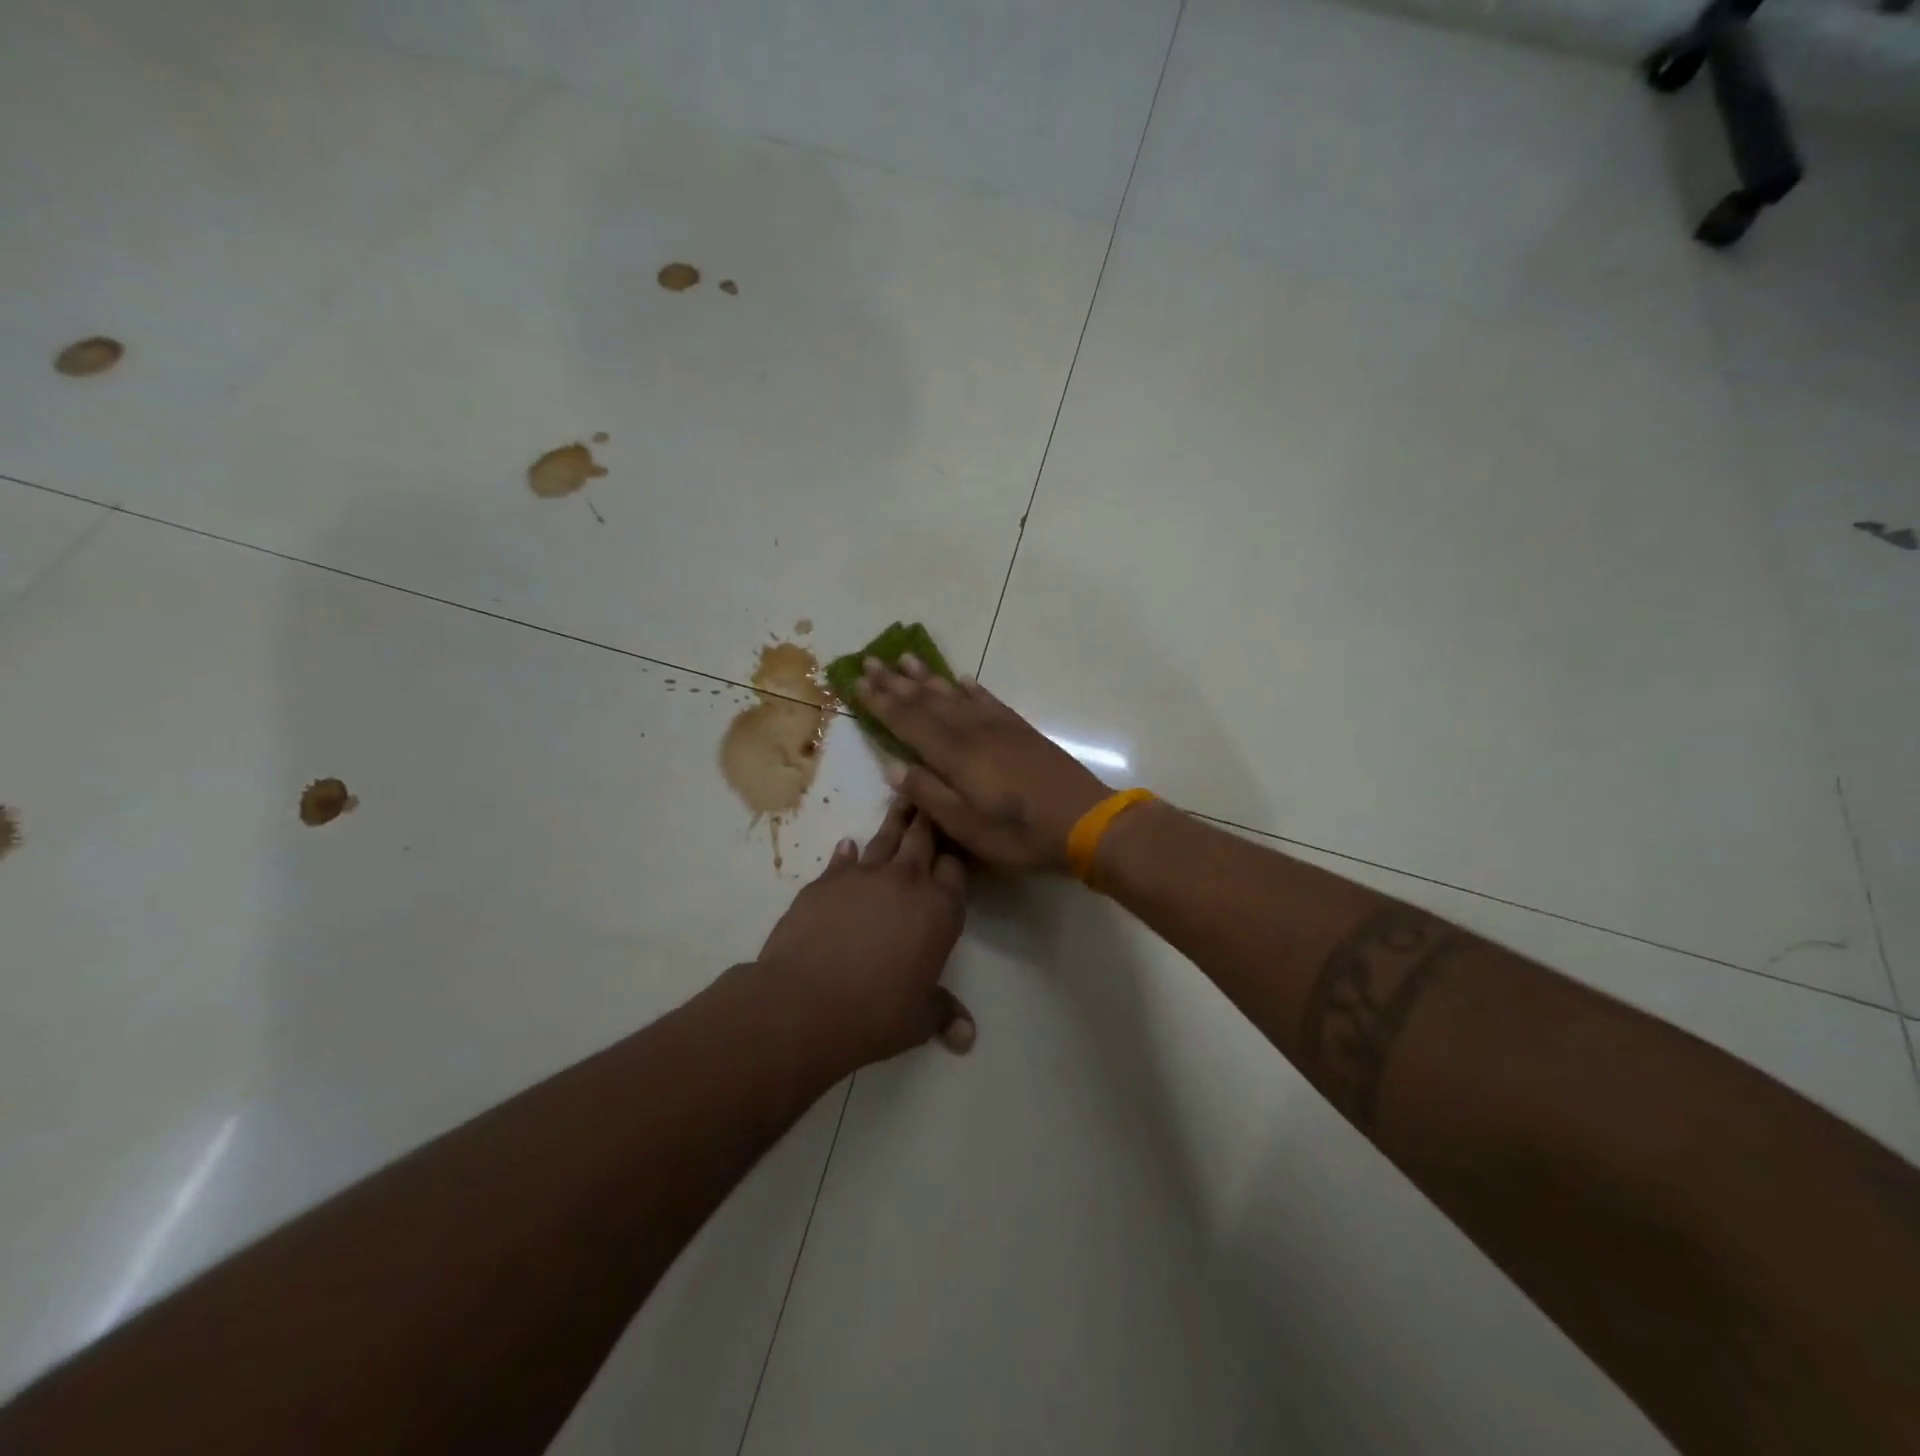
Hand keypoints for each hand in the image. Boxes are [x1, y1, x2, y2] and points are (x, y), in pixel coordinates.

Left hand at [755, 798, 974, 1070]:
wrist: (805, 1002)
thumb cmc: (876, 1013)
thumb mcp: (918, 1020)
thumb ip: (944, 1015)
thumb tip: (968, 1038)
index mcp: (939, 910)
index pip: (956, 869)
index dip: (955, 858)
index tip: (954, 849)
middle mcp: (906, 882)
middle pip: (923, 839)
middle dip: (930, 820)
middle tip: (931, 798)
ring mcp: (863, 876)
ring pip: (885, 838)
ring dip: (896, 821)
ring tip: (902, 801)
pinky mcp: (826, 881)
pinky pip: (843, 858)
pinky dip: (848, 852)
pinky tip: (849, 845)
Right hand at [855, 655, 1109, 872]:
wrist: (1084, 819)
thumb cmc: (1020, 833)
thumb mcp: (966, 827)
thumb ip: (929, 794)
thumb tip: (893, 767)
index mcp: (954, 755)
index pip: (908, 722)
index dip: (881, 703)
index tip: (858, 683)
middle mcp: (972, 731)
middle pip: (927, 701)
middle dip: (896, 682)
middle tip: (871, 661)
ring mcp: (999, 727)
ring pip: (954, 695)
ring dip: (928, 678)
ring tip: (906, 659)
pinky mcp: (1020, 730)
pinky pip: (987, 700)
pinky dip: (970, 688)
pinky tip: (961, 679)